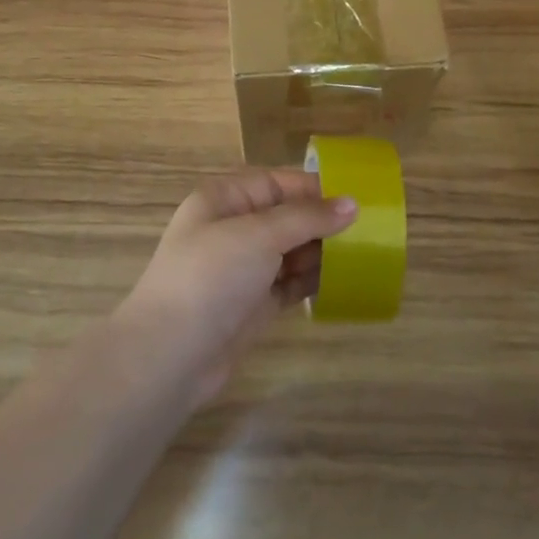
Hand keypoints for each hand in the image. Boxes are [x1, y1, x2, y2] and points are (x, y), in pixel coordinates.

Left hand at [115, 170, 356, 404]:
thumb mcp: (259, 234)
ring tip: (362, 255)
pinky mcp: (252, 305)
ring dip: (321, 253)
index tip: (354, 197)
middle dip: (322, 223)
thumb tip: (351, 204)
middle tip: (368, 230)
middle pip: (285, 217)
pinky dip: (312, 282)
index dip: (313, 188)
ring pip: (290, 252)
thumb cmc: (211, 276)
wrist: (170, 355)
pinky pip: (289, 284)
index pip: (275, 183)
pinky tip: (341, 282)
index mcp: (224, 200)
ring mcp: (242, 270)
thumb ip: (306, 218)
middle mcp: (232, 230)